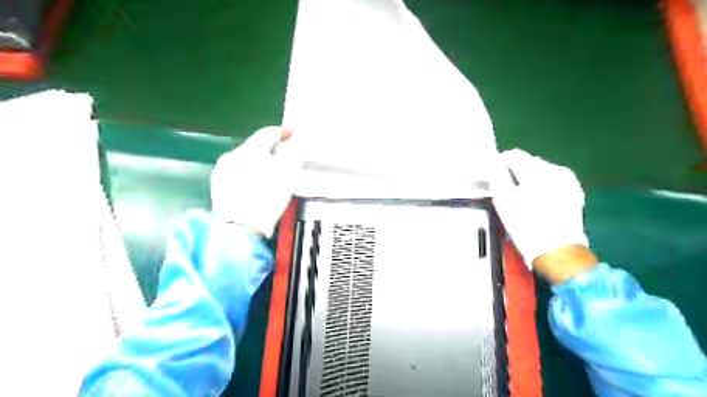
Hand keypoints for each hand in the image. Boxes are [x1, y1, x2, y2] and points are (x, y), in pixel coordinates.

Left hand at [207, 127, 299, 236]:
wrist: (241, 227)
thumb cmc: (268, 197)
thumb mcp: (288, 172)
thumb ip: (294, 151)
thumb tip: (296, 140)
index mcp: (251, 149)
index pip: (268, 133)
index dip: (282, 132)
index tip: (292, 134)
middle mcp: (233, 154)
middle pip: (256, 146)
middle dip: (270, 149)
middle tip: (284, 157)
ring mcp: (222, 170)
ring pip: (245, 159)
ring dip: (258, 162)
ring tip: (270, 174)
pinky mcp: (218, 185)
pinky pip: (237, 172)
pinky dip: (248, 174)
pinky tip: (255, 186)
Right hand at [493, 149, 595, 281]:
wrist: (557, 252)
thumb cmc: (526, 226)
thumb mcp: (503, 200)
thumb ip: (497, 176)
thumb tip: (493, 162)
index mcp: (537, 170)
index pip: (513, 155)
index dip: (499, 164)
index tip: (493, 178)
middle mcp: (556, 170)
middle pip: (528, 162)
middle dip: (515, 173)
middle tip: (505, 192)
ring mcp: (568, 181)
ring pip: (540, 173)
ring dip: (528, 181)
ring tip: (521, 200)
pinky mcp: (574, 193)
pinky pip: (552, 183)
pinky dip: (542, 188)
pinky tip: (537, 204)